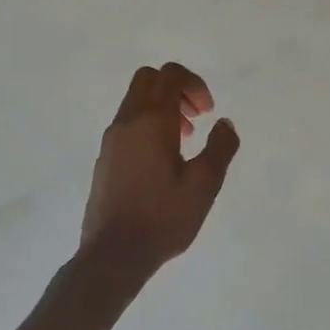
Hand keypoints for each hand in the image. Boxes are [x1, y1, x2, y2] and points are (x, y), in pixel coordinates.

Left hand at [81, 63, 239, 281]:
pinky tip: (163, 162)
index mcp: (151, 119)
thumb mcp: (205, 184)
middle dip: (176, 89)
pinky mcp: (105, 158)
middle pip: (148, 79)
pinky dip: (148, 126)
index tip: (208, 111)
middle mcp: (127, 121)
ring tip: (185, 142)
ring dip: (162, 109)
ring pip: (136, 102)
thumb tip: (225, 123)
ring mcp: (111, 139)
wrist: (113, 255)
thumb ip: (220, 147)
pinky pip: (127, 124)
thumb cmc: (162, 216)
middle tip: (196, 117)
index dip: (194, 83)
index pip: (169, 74)